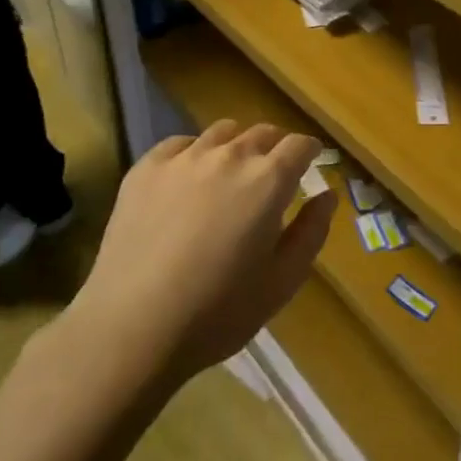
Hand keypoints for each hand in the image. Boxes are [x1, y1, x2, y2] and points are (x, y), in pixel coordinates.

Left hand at [69, 120, 332, 388]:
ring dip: (237, 146)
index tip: (311, 163)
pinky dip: (194, 153)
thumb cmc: (219, 311)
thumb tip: (328, 194)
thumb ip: (312, 231)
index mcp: (268, 180)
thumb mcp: (283, 281)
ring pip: (222, 132)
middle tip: (273, 176)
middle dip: (275, 148)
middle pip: (263, 133)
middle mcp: (229, 156)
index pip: (299, 145)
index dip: (310, 152)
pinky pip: (180, 144)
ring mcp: (184, 159)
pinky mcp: (145, 169)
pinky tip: (189, 181)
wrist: (132, 328)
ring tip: (230, 175)